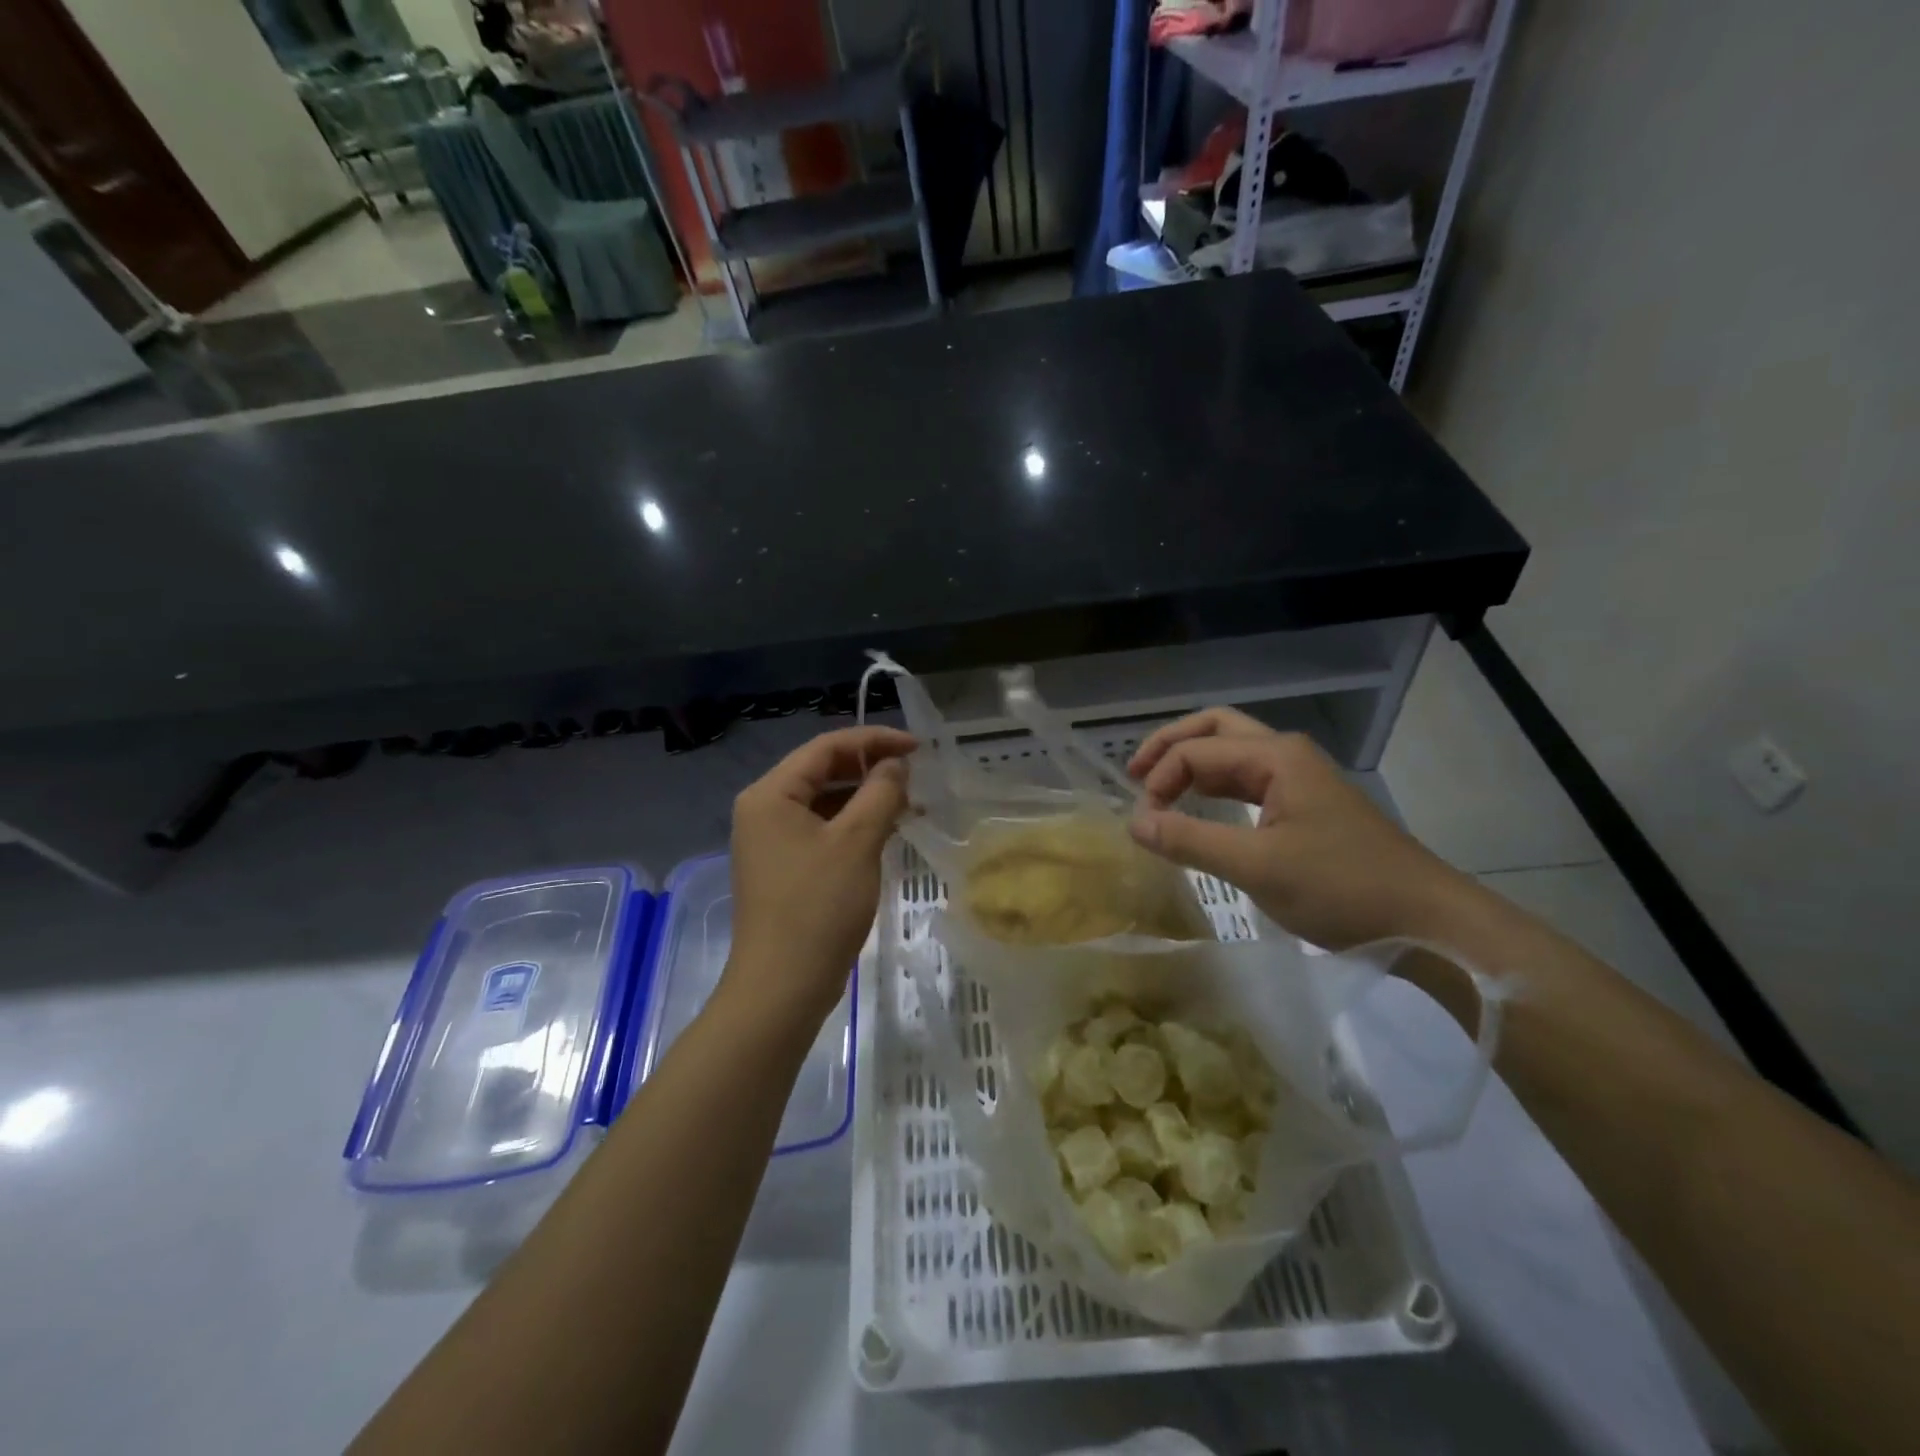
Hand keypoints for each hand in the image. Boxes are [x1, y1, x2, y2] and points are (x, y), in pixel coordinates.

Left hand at [724, 726, 916, 1026]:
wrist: (782, 988)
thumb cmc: (819, 907)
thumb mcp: (857, 842)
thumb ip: (880, 792)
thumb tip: (895, 764)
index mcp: (771, 794)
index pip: (826, 747)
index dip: (874, 740)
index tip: (918, 747)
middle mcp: (764, 810)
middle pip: (822, 771)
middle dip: (870, 769)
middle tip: (916, 776)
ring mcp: (771, 841)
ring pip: (824, 802)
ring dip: (865, 798)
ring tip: (910, 804)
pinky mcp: (784, 868)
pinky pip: (822, 830)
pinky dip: (853, 825)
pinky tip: (886, 832)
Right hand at [1125, 708, 1475, 950]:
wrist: (1427, 921)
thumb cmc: (1342, 889)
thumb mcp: (1257, 866)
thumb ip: (1190, 840)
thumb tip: (1135, 822)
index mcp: (1276, 757)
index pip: (1197, 751)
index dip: (1160, 780)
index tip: (1143, 824)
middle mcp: (1286, 755)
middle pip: (1216, 729)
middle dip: (1171, 745)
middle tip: (1134, 774)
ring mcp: (1300, 778)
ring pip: (1233, 754)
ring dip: (1193, 764)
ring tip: (1158, 789)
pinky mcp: (1307, 806)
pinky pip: (1248, 781)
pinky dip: (1216, 787)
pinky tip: (1202, 807)